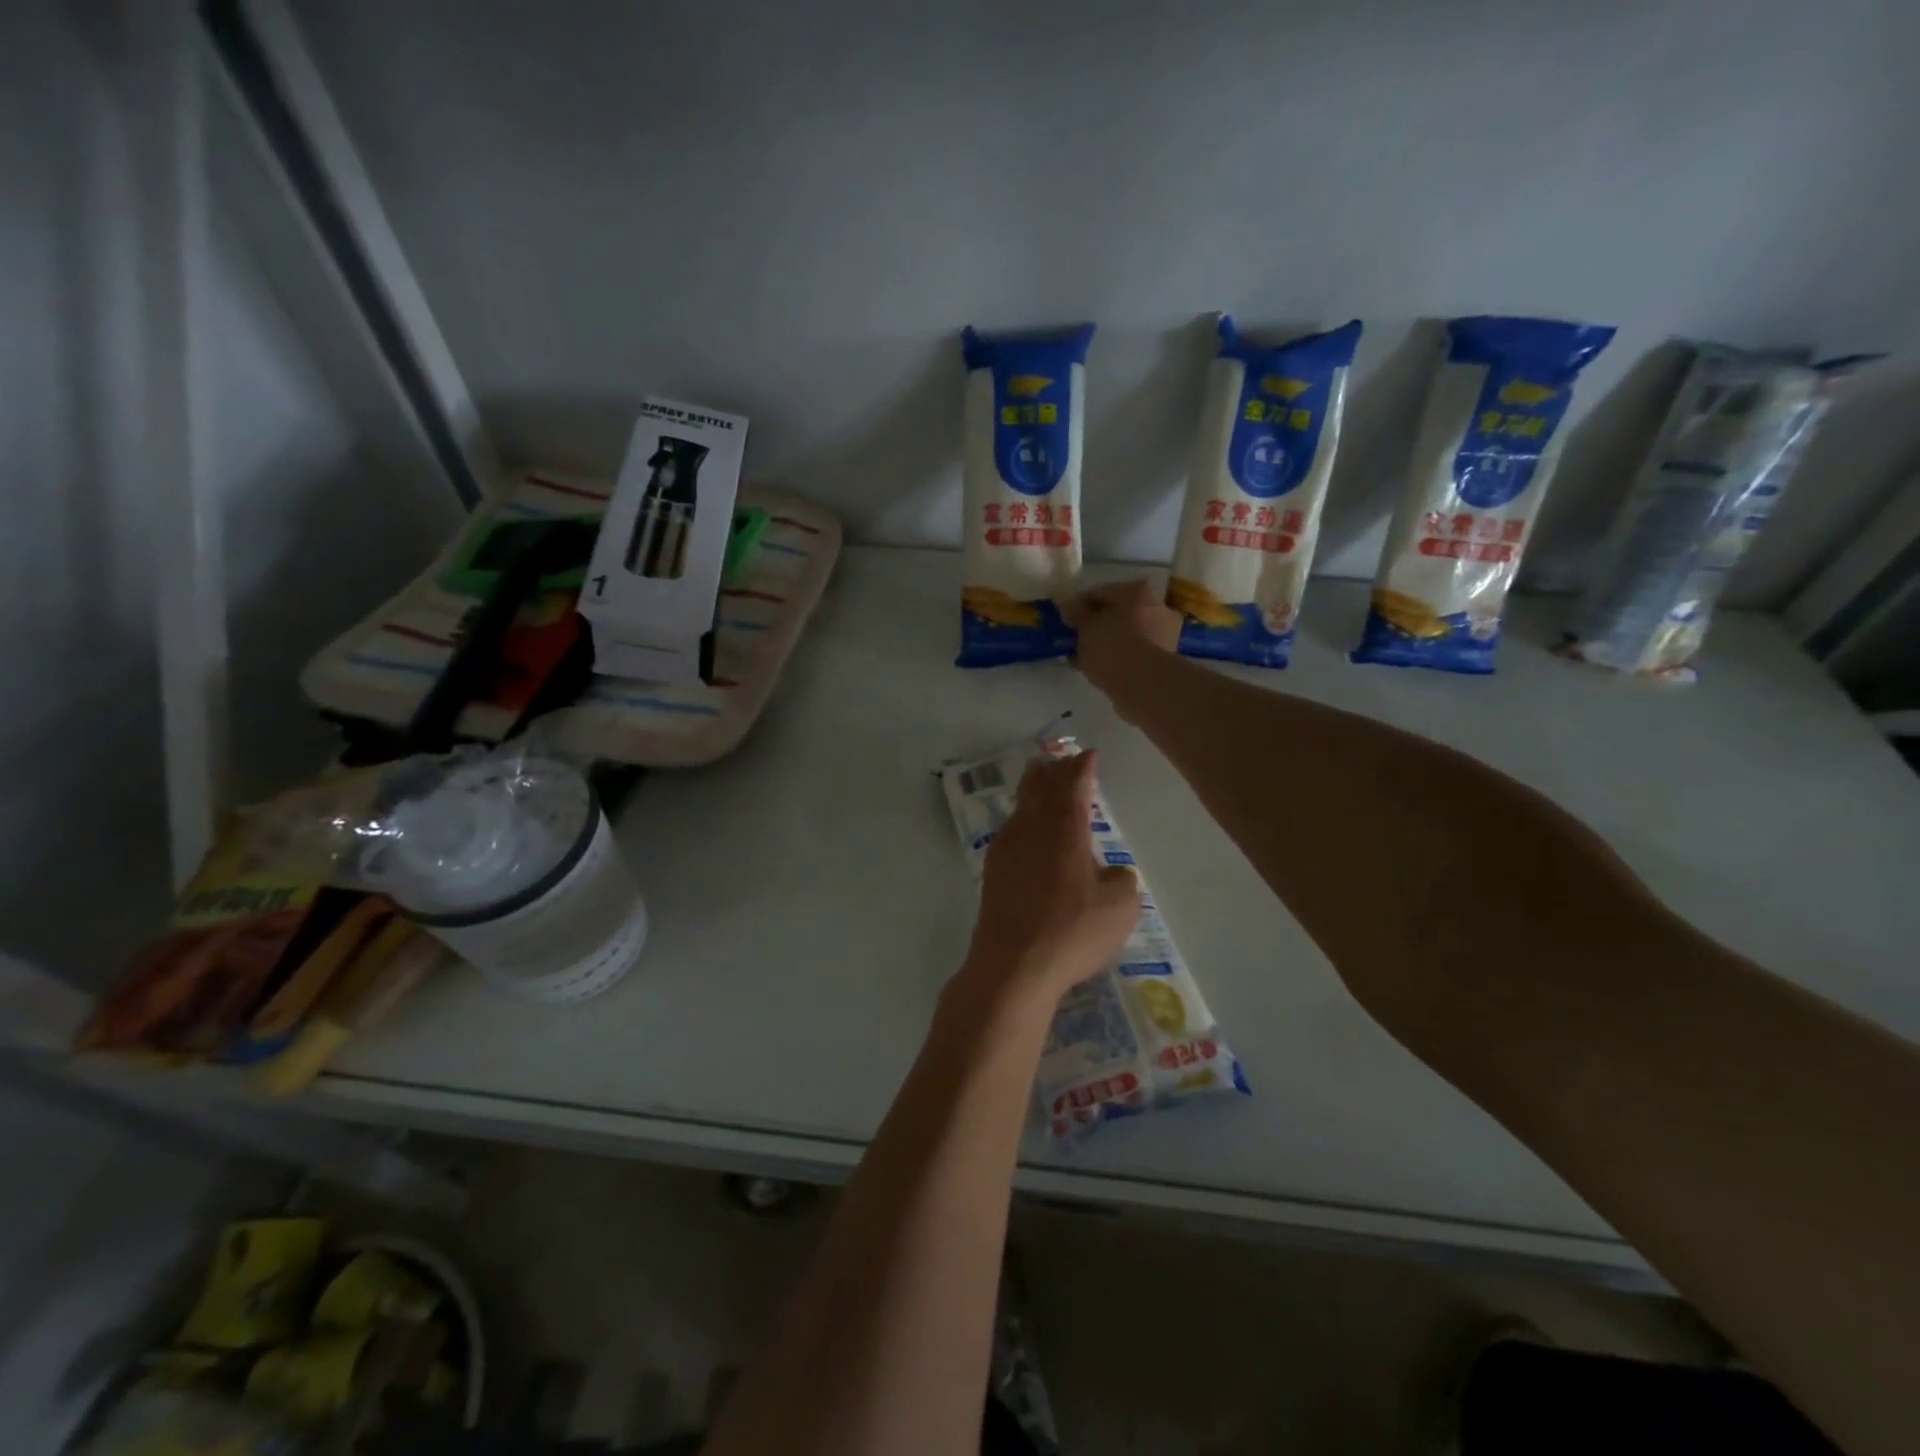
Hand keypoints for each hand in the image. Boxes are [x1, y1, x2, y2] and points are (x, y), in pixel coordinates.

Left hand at [956, 751, 1140, 1012]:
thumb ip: (1121, 879)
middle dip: (1054, 770)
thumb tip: (1112, 871)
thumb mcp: (1120, 907)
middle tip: (1062, 760)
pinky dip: (1022, 818)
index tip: (1089, 755)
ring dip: (1034, 789)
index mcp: (1065, 828)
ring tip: (1040, 780)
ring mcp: (1007, 848)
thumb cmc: (1073, 932)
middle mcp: (1032, 828)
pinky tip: (1024, 829)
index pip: (1074, 784)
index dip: (1082, 767)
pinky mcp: (992, 871)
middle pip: (1040, 786)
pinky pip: (1010, 829)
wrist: (1013, 965)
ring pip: (1021, 805)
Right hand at [1063, 581, 1179, 706]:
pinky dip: (1121, 657)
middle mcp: (1156, 605)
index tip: (1066, 620)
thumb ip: (1076, 615)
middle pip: (1119, 611)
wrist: (1144, 684)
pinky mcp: (1167, 657)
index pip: (1099, 592)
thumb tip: (1069, 607)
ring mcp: (1165, 631)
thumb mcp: (1085, 628)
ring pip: (1129, 632)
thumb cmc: (1112, 647)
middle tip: (1079, 637)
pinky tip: (1105, 668)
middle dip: (1099, 623)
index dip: (1079, 605)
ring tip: (1089, 656)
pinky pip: (1136, 652)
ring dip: (1111, 641)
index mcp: (1135, 590)